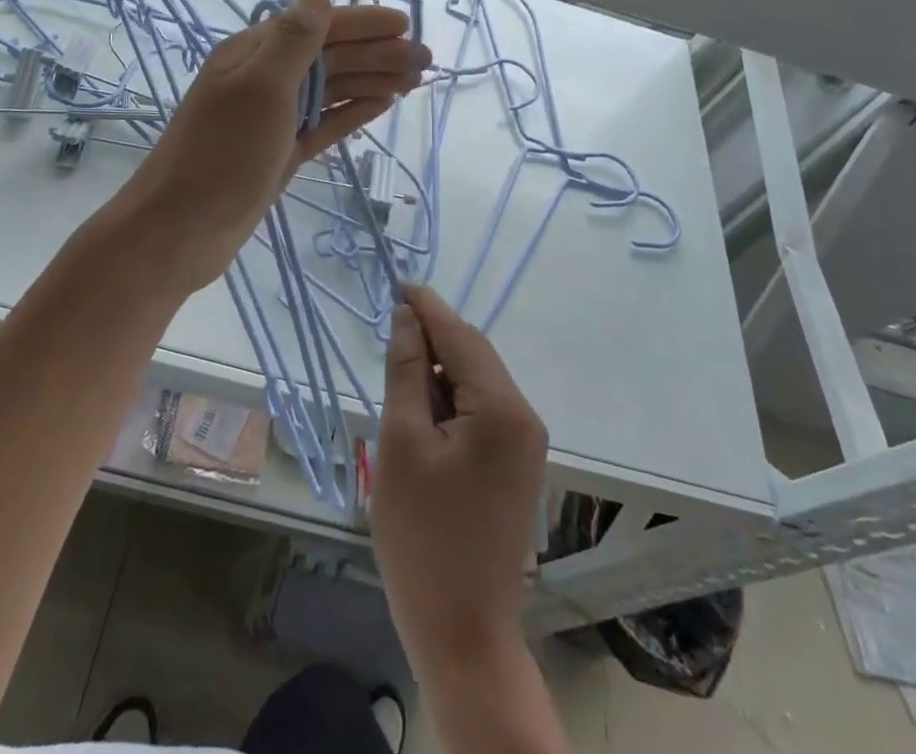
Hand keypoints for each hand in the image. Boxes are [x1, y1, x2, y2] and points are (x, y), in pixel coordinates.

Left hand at [128, 0, 427, 285]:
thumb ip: (292, 42)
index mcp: (255, 53)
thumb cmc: (221, 154)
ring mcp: (274, 116)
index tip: (407, 24)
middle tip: (426, 60)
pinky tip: (382, 104)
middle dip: (378, 53)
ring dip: (373, 79)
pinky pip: (325, 121)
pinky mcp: (282, 150)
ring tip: (415, 81)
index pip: (318, 26)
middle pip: (331, 57)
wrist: (180, 229)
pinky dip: (353, 111)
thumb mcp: (259, 88)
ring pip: (332, 89)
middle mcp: (266, 78)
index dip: (363, 23)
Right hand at [373, 286, 547, 678]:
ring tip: (400, 381)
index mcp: (501, 408)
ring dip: (440, 373)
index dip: (427, 307)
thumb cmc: (423, 537)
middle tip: (389, 334)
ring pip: (477, 383)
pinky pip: (482, 412)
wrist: (462, 632)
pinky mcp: (517, 466)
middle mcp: (524, 417)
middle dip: (433, 340)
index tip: (397, 283)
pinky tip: (422, 414)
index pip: (460, 336)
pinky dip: (451, 402)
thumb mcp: (401, 443)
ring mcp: (526, 444)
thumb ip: (407, 371)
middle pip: (473, 356)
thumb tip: (407, 318)